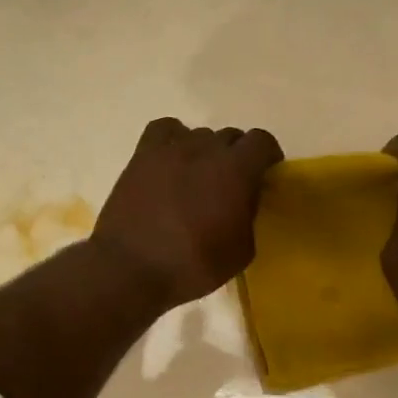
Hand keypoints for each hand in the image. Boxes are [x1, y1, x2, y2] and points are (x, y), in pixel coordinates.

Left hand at [92, 118, 283, 308]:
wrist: (130, 268)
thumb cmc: (192, 265)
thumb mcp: (241, 250)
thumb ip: (249, 214)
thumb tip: (244, 198)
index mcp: (236, 170)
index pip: (262, 141)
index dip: (267, 156)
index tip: (264, 174)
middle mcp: (205, 149)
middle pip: (230, 136)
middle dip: (236, 156)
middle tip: (230, 184)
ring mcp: (170, 149)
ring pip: (199, 134)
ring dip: (205, 152)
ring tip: (197, 177)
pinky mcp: (142, 155)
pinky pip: (164, 130)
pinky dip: (173, 139)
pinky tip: (171, 161)